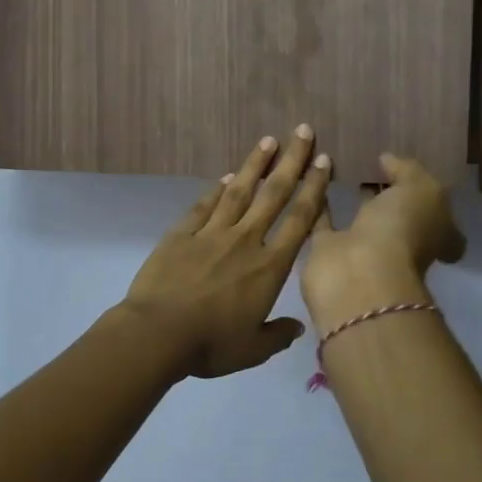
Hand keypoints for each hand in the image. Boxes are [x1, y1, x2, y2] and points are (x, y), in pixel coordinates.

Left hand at [122, 126, 331, 377]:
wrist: (158, 332)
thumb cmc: (210, 344)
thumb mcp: (252, 349)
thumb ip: (277, 336)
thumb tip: (296, 327)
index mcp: (269, 268)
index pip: (299, 220)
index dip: (314, 189)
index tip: (324, 163)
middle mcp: (245, 241)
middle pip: (273, 194)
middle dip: (291, 161)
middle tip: (303, 131)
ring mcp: (211, 233)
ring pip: (238, 191)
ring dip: (255, 164)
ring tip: (268, 140)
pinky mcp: (181, 234)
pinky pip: (203, 206)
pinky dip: (216, 189)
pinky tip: (226, 175)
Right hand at [300, 154, 465, 335]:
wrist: (358, 274)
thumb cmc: (402, 230)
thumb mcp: (421, 189)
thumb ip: (408, 171)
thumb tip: (388, 160)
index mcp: (434, 235)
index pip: (440, 219)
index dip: (431, 200)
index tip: (413, 175)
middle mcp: (402, 244)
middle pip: (398, 218)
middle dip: (389, 196)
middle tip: (374, 164)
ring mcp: (365, 250)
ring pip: (361, 218)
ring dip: (354, 199)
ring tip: (346, 166)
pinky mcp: (328, 251)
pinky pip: (324, 222)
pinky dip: (320, 204)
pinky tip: (313, 179)